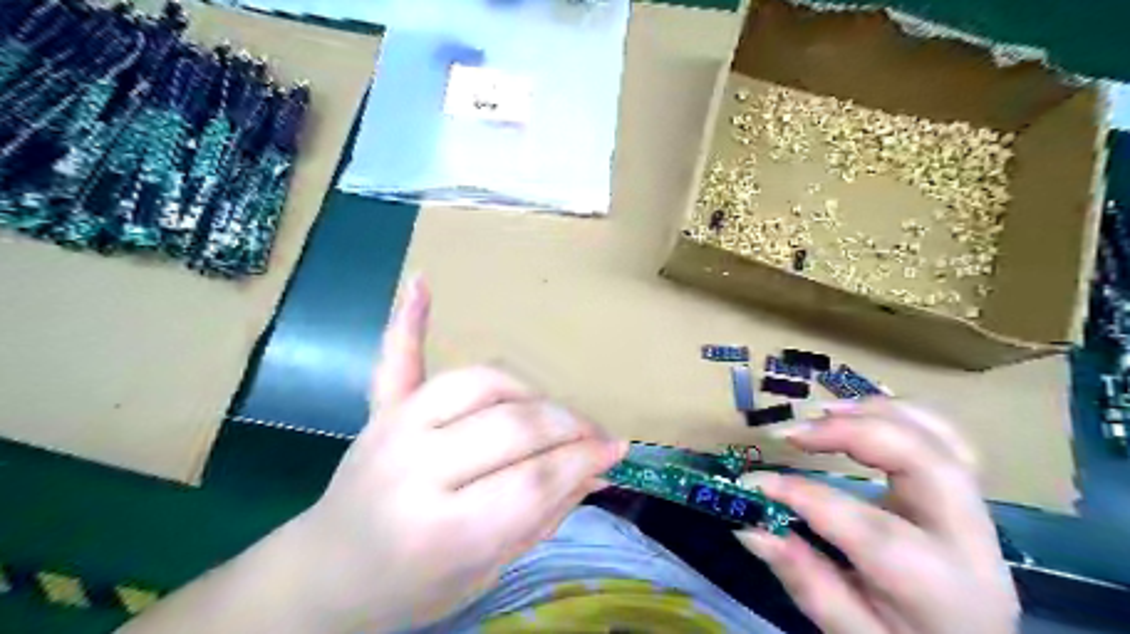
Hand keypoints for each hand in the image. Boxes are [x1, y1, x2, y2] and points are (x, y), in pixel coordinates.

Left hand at [295, 278, 620, 633]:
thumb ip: (545, 515)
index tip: (616, 451)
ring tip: (552, 412)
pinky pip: (396, 357)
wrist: (326, 575)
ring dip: (530, 393)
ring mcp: (394, 429)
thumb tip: (600, 469)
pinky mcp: (380, 410)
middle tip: (595, 435)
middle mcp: (416, 469)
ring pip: (482, 384)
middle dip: (569, 427)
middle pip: (514, 427)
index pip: (533, 482)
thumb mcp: (488, 571)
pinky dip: (408, 319)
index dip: (582, 461)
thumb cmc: (412, 588)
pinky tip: (422, 283)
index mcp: (441, 531)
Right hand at [739, 402, 1020, 632]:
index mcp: (937, 585)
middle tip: (792, 433)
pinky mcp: (965, 493)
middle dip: (852, 432)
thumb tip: (749, 527)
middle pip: (923, 460)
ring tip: (820, 414)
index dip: (801, 495)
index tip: (750, 483)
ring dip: (876, 413)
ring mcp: (974, 510)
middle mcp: (967, 538)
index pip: (866, 526)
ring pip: (941, 436)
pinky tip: (858, 411)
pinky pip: (944, 436)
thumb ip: (804, 579)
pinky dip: (899, 412)